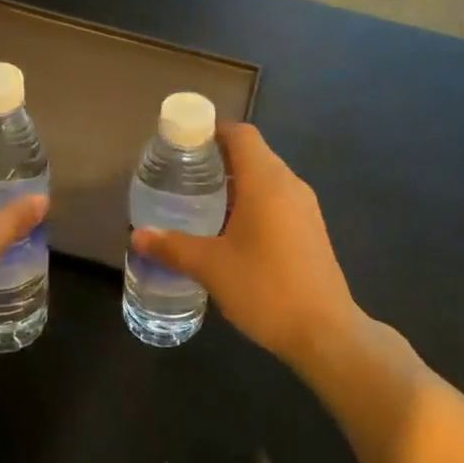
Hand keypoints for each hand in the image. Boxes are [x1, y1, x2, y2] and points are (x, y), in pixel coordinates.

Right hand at [129, 122, 362, 366]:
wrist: (325, 332)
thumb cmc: (266, 288)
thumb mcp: (211, 267)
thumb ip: (172, 247)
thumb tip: (137, 236)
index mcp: (266, 182)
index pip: (241, 134)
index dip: (212, 130)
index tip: (183, 142)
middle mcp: (290, 185)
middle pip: (253, 153)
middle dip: (219, 158)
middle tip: (183, 173)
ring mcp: (305, 208)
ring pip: (266, 178)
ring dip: (236, 182)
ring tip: (201, 200)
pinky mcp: (310, 230)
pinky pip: (277, 200)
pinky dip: (252, 201)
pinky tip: (230, 230)